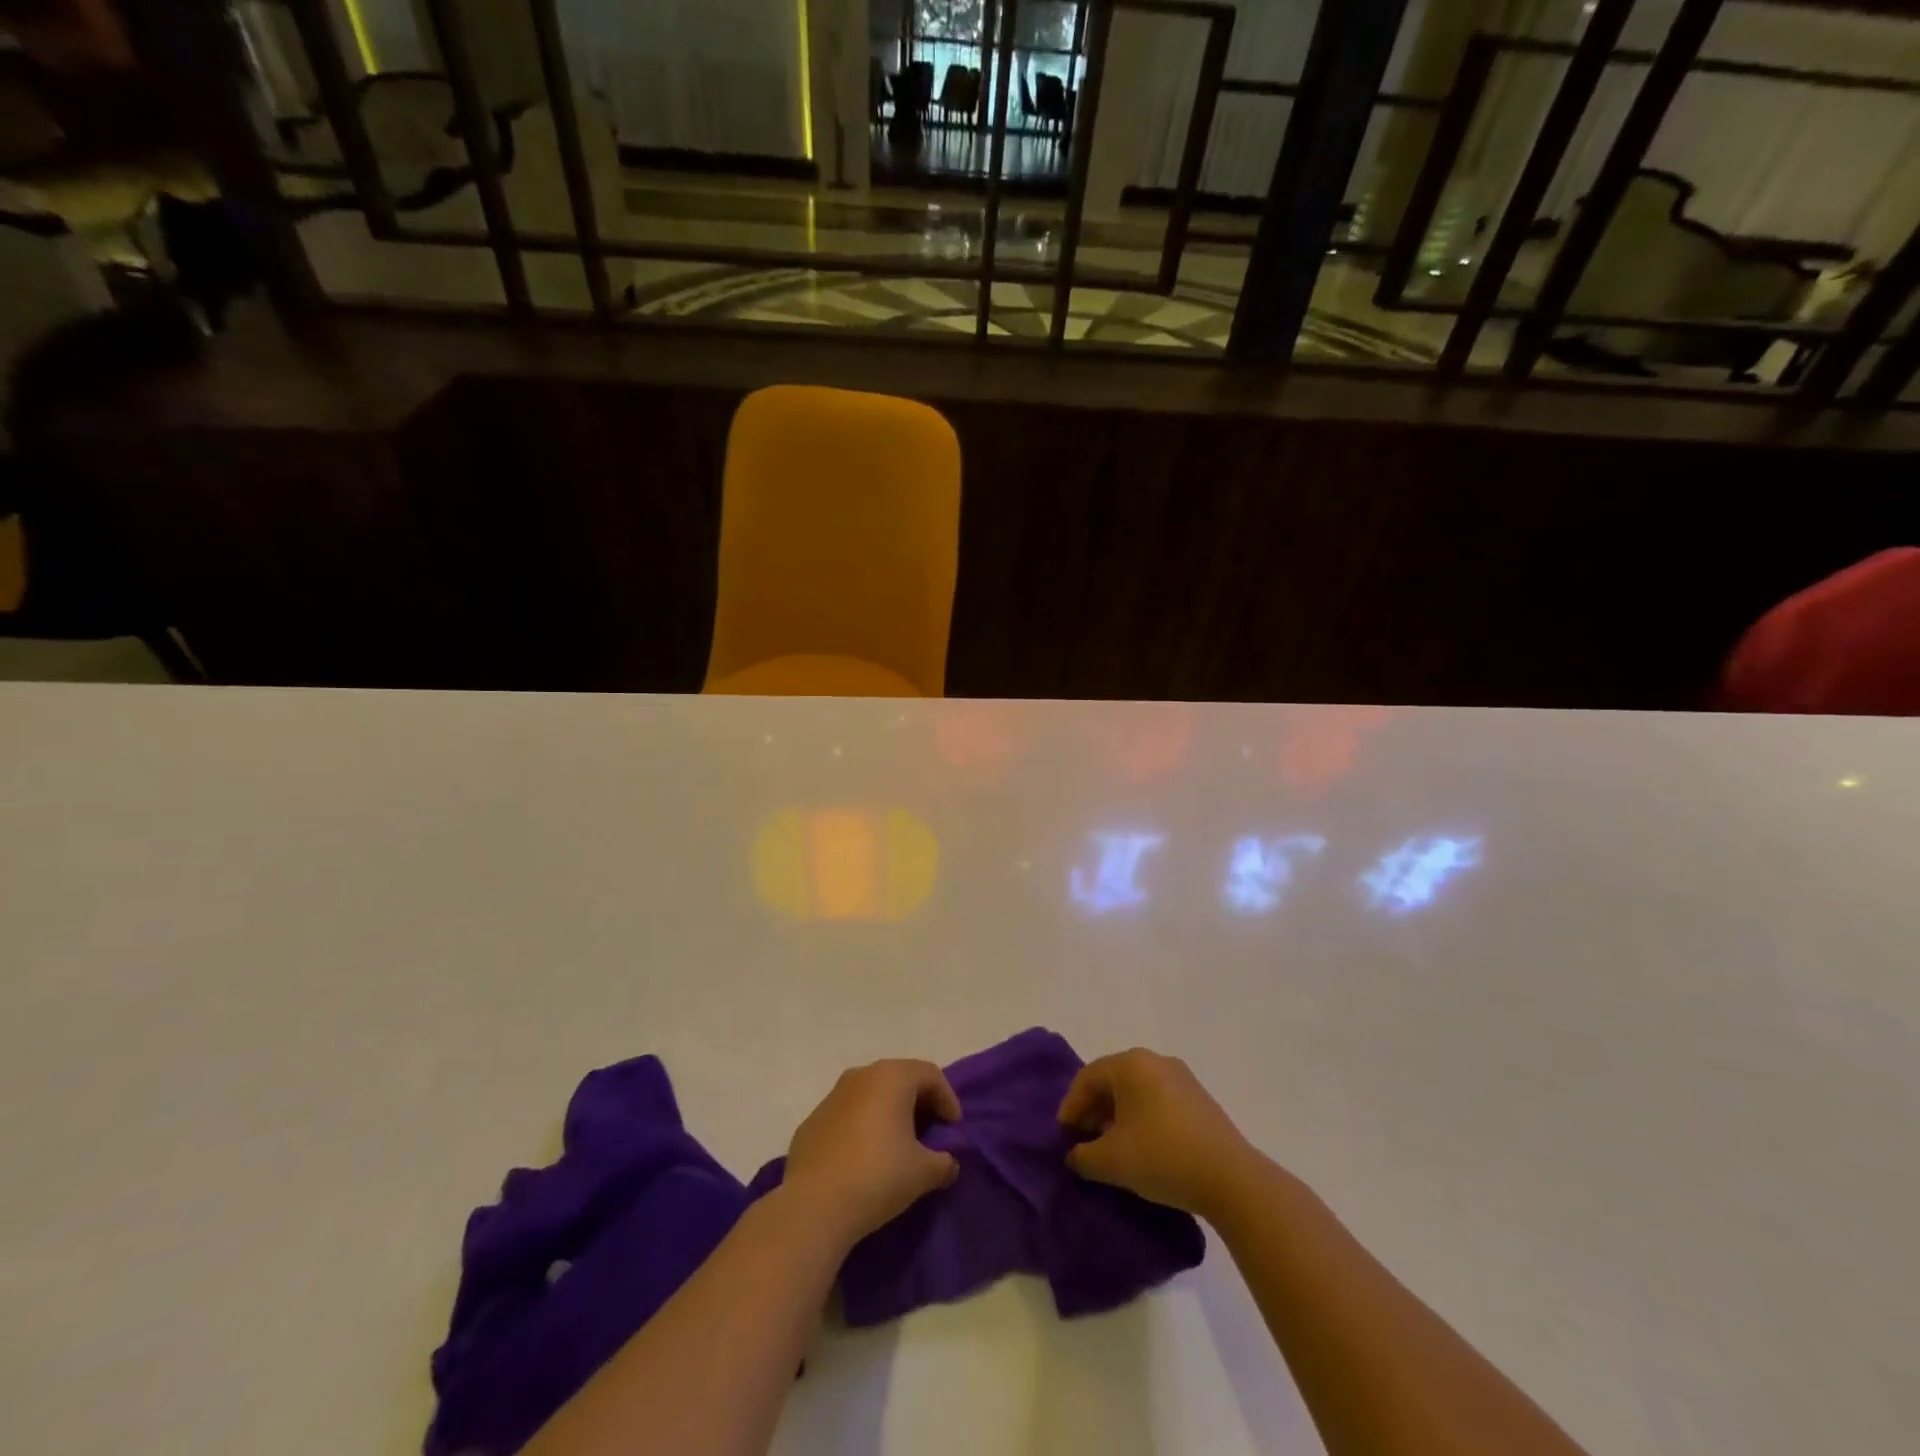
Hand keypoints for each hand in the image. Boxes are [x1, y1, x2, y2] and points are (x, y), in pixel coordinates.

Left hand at [784, 1059, 961, 1245]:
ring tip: (898, 1147)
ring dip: (889, 1114)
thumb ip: (944, 1162)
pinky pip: (847, 1116)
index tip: (954, 1130)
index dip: (948, 1099)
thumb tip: (948, 1163)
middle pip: (900, 1079)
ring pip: (871, 1096)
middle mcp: (861, 1075)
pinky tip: (865, 1159)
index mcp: (891, 1076)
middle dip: (919, 1104)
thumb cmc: (878, 1176)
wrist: (814, 1206)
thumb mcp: (924, 1172)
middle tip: (931, 1134)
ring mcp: (832, 1096)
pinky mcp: (812, 1121)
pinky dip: (862, 1128)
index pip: (931, 1074)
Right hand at [1058, 1048, 1259, 1218]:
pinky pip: (1158, 1101)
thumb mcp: (1111, 1161)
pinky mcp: (1199, 1099)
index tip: (1064, 1137)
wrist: (1231, 1179)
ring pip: (1136, 1091)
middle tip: (1084, 1141)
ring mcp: (1182, 1078)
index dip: (1071, 1107)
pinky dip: (1142, 1119)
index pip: (1087, 1078)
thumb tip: (1075, 1155)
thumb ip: (1083, 1155)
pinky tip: (1142, 1148)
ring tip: (1112, 1148)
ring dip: (1117, 1116)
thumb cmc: (1162, 1157)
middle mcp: (1155, 1060)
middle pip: (1112, 1081)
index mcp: (1131, 1064)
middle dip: (1094, 1111)